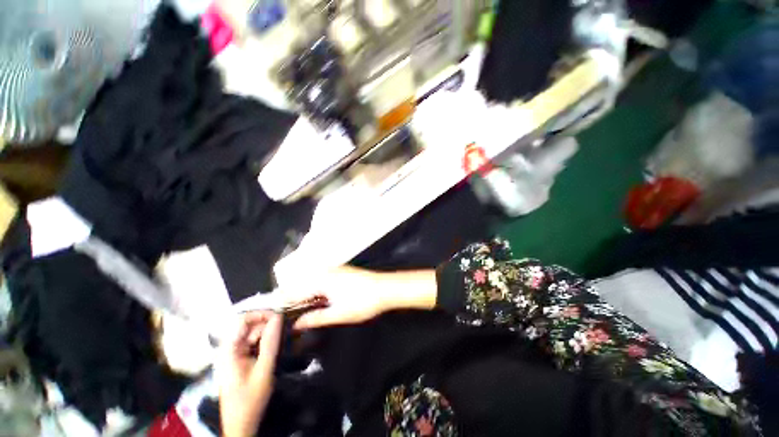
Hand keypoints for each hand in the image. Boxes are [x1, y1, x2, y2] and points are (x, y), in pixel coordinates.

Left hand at [218, 311, 282, 436]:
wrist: (241, 424)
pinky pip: (253, 343)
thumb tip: (279, 317)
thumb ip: (271, 342)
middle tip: (286, 330)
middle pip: (249, 326)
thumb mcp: (264, 369)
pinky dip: (265, 343)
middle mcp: (229, 348)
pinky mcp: (239, 360)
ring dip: (268, 334)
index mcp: (229, 349)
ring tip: (283, 339)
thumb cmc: (250, 399)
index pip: (243, 319)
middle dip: (268, 325)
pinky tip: (274, 348)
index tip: (281, 317)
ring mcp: (233, 354)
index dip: (262, 314)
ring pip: (253, 334)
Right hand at [283, 266, 437, 329]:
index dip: (283, 302)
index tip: (272, 311)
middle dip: (291, 297)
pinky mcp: (341, 272)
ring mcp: (334, 270)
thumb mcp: (339, 314)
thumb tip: (297, 324)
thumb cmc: (363, 302)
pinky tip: (315, 299)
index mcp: (322, 281)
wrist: (385, 288)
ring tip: (296, 309)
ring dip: (303, 293)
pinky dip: (315, 289)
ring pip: (311, 281)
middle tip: (282, 313)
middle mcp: (325, 272)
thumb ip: (316, 318)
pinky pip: (321, 279)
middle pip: (302, 284)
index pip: (295, 291)